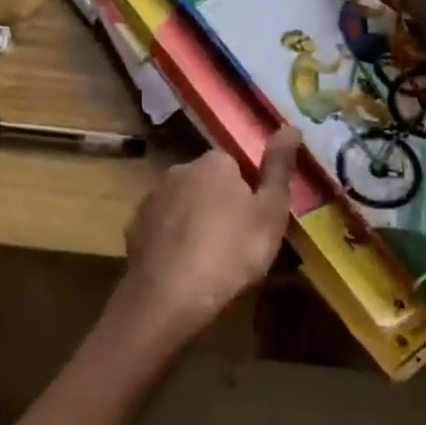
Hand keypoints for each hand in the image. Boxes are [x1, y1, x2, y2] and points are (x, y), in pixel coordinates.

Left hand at [121, 128, 302, 341]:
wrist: (168, 298)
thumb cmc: (230, 253)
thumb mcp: (270, 213)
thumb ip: (279, 168)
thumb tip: (291, 126)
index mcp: (214, 162)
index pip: (236, 166)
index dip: (248, 194)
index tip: (255, 224)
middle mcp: (179, 170)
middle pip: (207, 184)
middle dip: (219, 206)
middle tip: (235, 245)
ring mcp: (152, 198)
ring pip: (183, 205)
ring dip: (194, 223)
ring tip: (208, 262)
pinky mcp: (134, 228)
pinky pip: (162, 228)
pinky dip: (172, 242)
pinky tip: (182, 269)